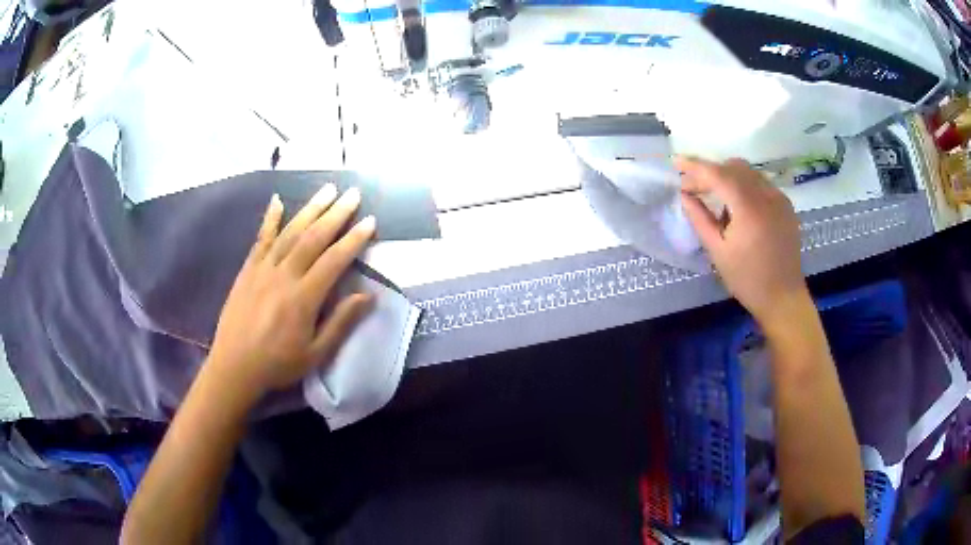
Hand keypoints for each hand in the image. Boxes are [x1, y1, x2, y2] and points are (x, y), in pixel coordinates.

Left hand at [208, 184, 375, 399]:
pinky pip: (261, 238)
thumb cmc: (278, 364)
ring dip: (310, 209)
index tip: (370, 222)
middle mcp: (283, 276)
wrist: (234, 366)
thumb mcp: (315, 353)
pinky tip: (277, 200)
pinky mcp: (248, 269)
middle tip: (353, 194)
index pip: (334, 260)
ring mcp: (263, 269)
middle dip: (336, 214)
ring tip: (327, 189)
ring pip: (290, 232)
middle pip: (313, 238)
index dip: (354, 239)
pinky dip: (270, 219)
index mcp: (303, 298)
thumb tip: (367, 295)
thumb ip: (341, 323)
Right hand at [677, 157, 808, 325]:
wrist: (783, 298)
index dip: (695, 166)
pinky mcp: (786, 205)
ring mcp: (780, 198)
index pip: (718, 174)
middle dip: (711, 171)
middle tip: (693, 187)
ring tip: (714, 197)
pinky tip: (738, 206)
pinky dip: (744, 186)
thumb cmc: (747, 279)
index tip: (676, 162)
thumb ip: (700, 219)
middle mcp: (767, 195)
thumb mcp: (718, 252)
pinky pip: (761, 184)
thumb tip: (685, 195)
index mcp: (749, 208)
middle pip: (734, 167)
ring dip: (728, 177)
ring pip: (749, 172)